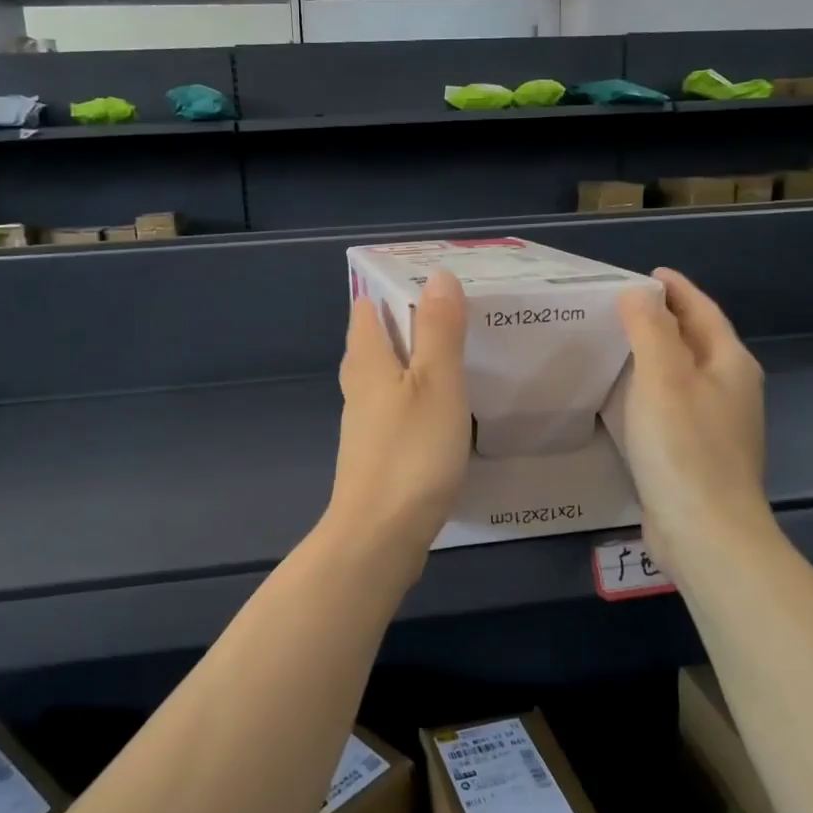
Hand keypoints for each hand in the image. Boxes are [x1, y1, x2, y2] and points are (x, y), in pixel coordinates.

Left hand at [325, 272, 470, 568]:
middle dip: (406, 323)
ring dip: (413, 361)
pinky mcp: (377, 454)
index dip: (391, 288)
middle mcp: (358, 388)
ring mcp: (365, 424)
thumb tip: (436, 276)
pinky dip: (416, 397)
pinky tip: (442, 408)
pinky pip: (395, 409)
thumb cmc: (411, 453)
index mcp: (367, 362)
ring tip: (453, 354)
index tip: (431, 281)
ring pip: (385, 378)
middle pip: (374, 342)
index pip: (365, 308)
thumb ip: (437, 330)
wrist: (380, 536)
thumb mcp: (436, 384)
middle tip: (451, 314)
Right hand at [616, 268, 772, 569]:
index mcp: (730, 364)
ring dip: (655, 356)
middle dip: (664, 319)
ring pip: (683, 375)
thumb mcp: (663, 377)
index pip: (702, 311)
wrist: (705, 531)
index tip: (646, 274)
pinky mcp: (697, 454)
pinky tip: (623, 399)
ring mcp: (717, 425)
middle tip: (620, 307)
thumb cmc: (684, 447)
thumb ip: (650, 328)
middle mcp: (731, 390)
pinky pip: (671, 406)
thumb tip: (638, 293)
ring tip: (616, 345)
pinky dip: (649, 391)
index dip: (676, 289)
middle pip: (696, 341)